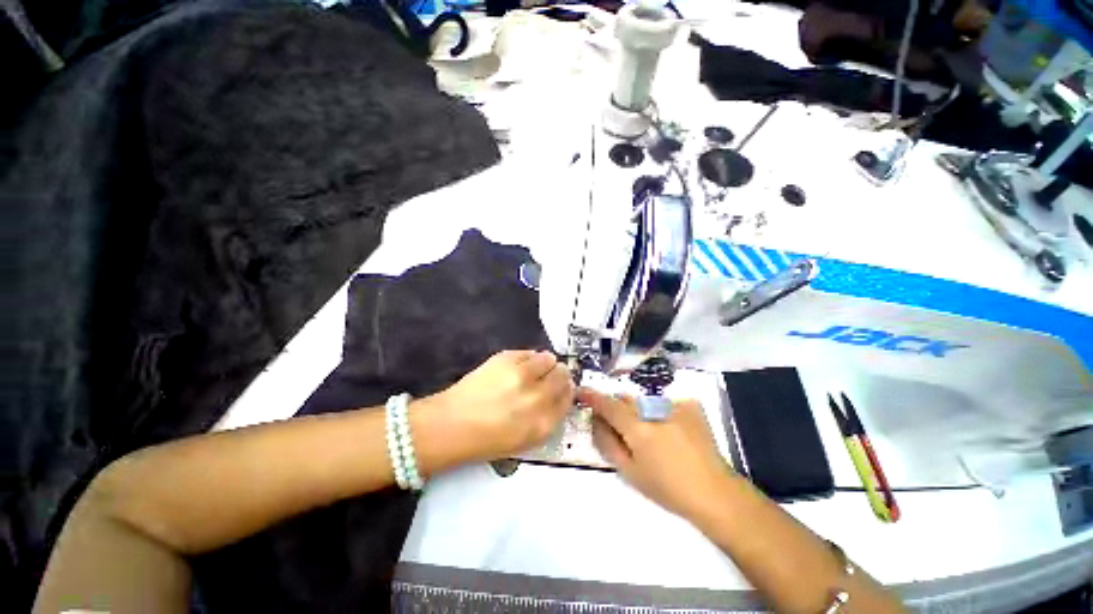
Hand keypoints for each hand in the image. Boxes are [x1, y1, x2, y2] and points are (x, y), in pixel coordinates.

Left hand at [432, 350, 573, 461]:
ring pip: (548, 358)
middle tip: (547, 377)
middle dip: (558, 375)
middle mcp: (538, 397)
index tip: (560, 388)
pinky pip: (530, 352)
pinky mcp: (507, 358)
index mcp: (544, 423)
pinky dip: (528, 358)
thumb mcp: (526, 440)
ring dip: (544, 363)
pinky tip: (517, 367)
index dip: (566, 390)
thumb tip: (559, 394)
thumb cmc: (487, 439)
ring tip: (531, 370)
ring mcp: (522, 374)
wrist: (451, 425)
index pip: (568, 397)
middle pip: (562, 375)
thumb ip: (548, 418)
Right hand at [579, 389, 733, 521]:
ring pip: (645, 402)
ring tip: (653, 435)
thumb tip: (595, 421)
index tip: (582, 392)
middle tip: (623, 430)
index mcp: (638, 429)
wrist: (714, 491)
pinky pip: (664, 403)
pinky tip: (672, 431)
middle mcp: (655, 410)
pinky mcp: (690, 405)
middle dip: (619, 410)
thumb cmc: (667, 488)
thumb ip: (607, 443)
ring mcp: (675, 405)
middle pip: (627, 401)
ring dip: (640, 412)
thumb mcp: (629, 472)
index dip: (593, 397)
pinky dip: (661, 413)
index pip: (609, 405)